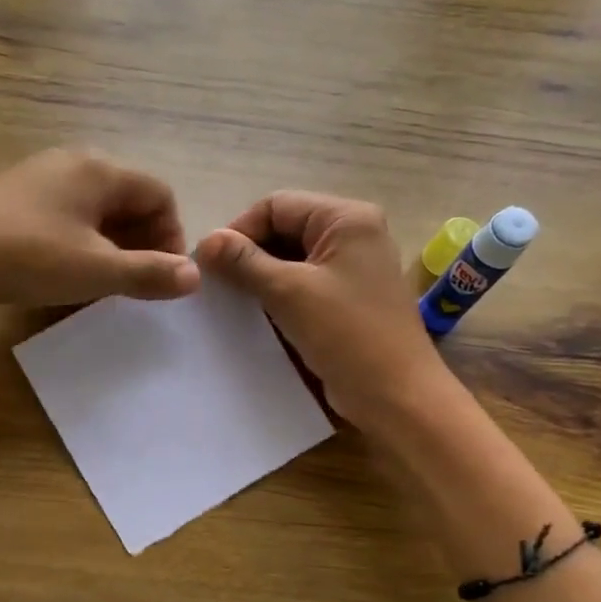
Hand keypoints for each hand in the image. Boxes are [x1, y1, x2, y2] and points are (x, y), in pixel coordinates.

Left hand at [0, 149, 199, 315]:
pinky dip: (78, 244)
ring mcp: (36, 179)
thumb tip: (194, 276)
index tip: (164, 275)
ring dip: (110, 246)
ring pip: (93, 210)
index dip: (171, 235)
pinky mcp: (9, 200)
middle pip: (126, 199)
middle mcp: (70, 163)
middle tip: (138, 283)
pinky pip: (62, 217)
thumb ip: (149, 273)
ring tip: (104, 284)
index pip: (159, 193)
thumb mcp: (96, 270)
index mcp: (99, 169)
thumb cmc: (29, 257)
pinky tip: (65, 275)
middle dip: (142, 241)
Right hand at [196, 191, 446, 430]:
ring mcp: (352, 267)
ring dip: (260, 276)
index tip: (209, 264)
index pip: (277, 206)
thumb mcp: (289, 293)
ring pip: (291, 258)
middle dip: (249, 254)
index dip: (239, 230)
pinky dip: (278, 294)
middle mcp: (353, 234)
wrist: (396, 395)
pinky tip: (255, 314)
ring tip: (231, 300)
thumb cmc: (347, 335)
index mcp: (347, 218)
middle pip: (284, 229)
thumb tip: (205, 241)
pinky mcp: (347, 298)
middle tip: (216, 284)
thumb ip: (244, 262)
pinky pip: (304, 283)